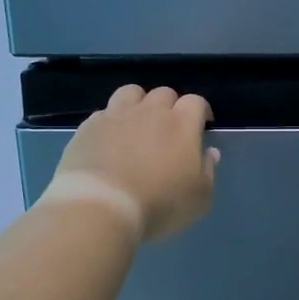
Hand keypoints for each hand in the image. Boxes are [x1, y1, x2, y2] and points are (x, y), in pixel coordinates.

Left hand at [43, 85, 219, 243]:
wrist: (100, 207)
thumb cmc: (159, 205)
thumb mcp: (199, 198)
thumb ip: (207, 171)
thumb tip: (209, 152)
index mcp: (182, 124)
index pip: (196, 102)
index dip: (201, 112)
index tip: (202, 125)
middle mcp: (150, 111)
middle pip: (164, 93)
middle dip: (170, 106)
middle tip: (169, 129)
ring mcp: (117, 115)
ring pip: (131, 93)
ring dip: (138, 104)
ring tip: (137, 124)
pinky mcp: (89, 126)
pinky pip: (104, 113)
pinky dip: (111, 122)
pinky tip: (109, 140)